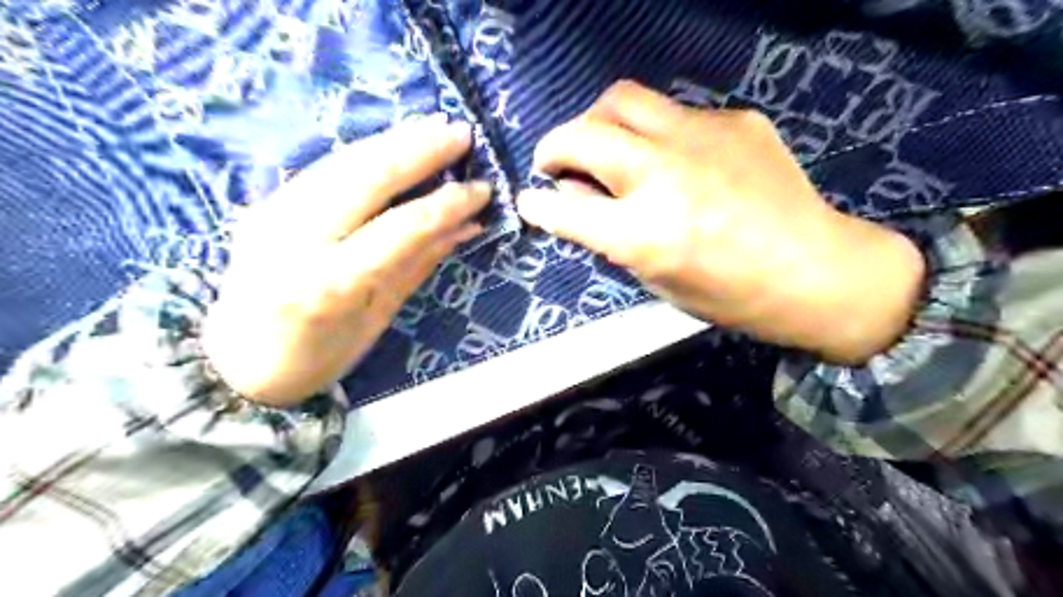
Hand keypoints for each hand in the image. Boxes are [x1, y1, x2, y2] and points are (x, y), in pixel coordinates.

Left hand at [200, 115, 486, 405]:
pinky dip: (366, 151)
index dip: (448, 203)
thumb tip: (465, 226)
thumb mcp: (379, 316)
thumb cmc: (320, 355)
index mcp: (332, 282)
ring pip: (343, 162)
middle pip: (367, 178)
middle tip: (461, 134)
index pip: (402, 227)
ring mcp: (274, 214)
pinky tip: (393, 143)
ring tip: (434, 126)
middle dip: (420, 150)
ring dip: (394, 140)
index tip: (481, 188)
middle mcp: (297, 238)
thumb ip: (419, 263)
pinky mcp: (266, 202)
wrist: (237, 362)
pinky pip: (325, 168)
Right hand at [521, 82, 927, 365]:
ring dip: (598, 122)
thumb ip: (610, 236)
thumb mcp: (657, 281)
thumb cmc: (730, 296)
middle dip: (555, 145)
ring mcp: (701, 138)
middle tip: (555, 162)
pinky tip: (673, 158)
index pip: (563, 207)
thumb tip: (576, 197)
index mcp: (643, 233)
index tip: (528, 199)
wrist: (816, 271)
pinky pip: (673, 114)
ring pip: (623, 100)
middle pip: (584, 133)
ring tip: (603, 145)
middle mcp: (664, 176)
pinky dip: (655, 134)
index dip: (536, 203)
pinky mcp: (733, 120)